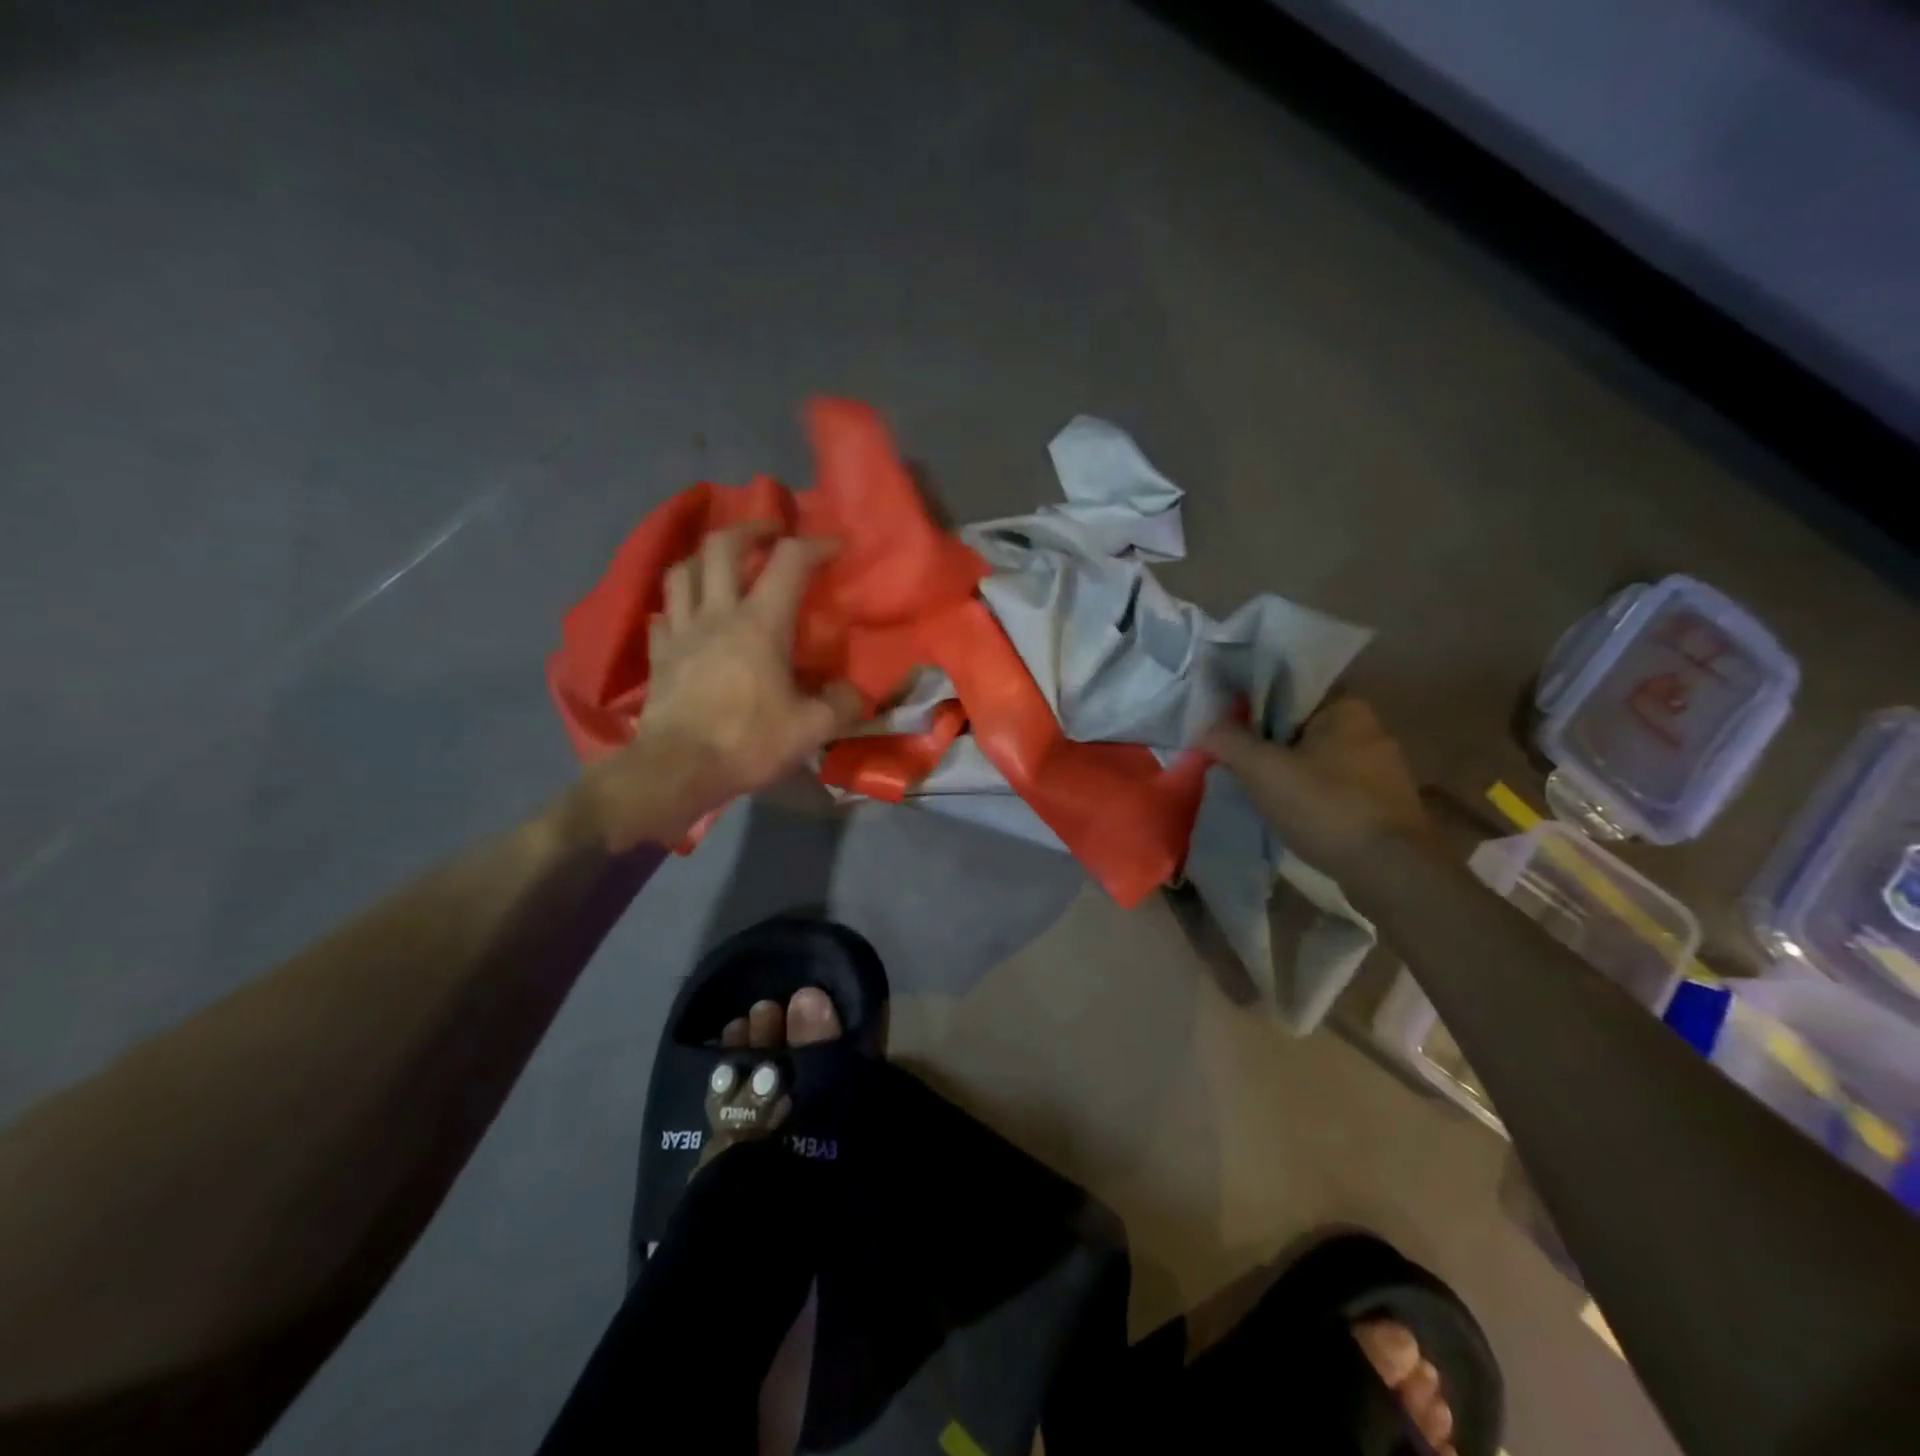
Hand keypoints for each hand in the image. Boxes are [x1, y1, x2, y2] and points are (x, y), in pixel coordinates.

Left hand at [581, 523, 863, 849]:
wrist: (677, 770)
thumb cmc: (747, 742)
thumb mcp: (811, 729)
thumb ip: (840, 705)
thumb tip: (853, 693)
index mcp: (760, 624)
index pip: (789, 561)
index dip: (815, 545)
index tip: (835, 546)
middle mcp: (717, 614)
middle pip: (722, 545)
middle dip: (751, 529)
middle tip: (770, 534)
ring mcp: (681, 631)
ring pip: (683, 570)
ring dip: (705, 556)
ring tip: (723, 563)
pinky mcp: (658, 654)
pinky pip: (663, 612)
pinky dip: (678, 603)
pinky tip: (688, 614)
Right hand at [1203, 696, 1427, 871]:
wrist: (1389, 870)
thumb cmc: (1324, 806)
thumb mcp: (1262, 769)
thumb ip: (1229, 741)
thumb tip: (1206, 728)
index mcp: (1347, 707)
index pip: (1289, 693)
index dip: (1252, 709)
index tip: (1227, 730)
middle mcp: (1371, 729)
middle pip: (1301, 728)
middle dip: (1270, 744)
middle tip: (1236, 764)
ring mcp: (1383, 768)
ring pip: (1318, 760)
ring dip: (1290, 773)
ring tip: (1259, 792)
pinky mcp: (1386, 803)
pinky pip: (1335, 787)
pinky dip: (1312, 796)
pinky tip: (1292, 814)